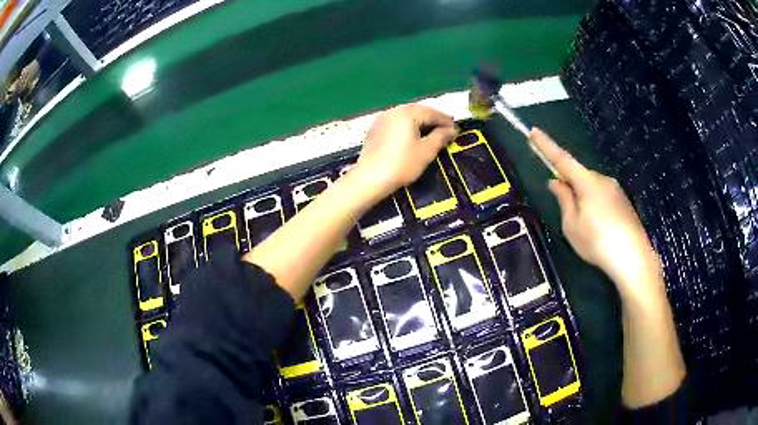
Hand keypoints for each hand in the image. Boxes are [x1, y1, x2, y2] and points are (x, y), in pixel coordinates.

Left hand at [354, 104, 456, 199]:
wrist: (370, 178)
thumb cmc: (402, 164)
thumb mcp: (426, 151)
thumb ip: (440, 137)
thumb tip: (452, 130)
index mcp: (407, 113)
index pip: (432, 112)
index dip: (446, 121)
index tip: (456, 130)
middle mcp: (394, 111)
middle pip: (418, 111)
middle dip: (433, 120)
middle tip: (445, 131)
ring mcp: (382, 119)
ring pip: (406, 116)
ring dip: (420, 123)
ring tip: (431, 133)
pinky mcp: (375, 129)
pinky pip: (396, 123)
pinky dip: (407, 127)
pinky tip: (412, 136)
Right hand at [530, 128, 662, 297]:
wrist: (633, 259)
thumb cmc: (598, 242)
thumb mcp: (572, 225)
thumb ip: (564, 200)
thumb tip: (556, 182)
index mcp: (587, 182)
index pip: (562, 159)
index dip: (546, 146)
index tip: (534, 132)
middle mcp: (603, 179)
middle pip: (579, 175)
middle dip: (569, 184)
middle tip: (564, 208)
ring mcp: (616, 190)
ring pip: (592, 187)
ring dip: (583, 198)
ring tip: (585, 227)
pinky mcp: (624, 203)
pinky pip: (603, 196)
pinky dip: (596, 205)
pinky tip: (599, 227)